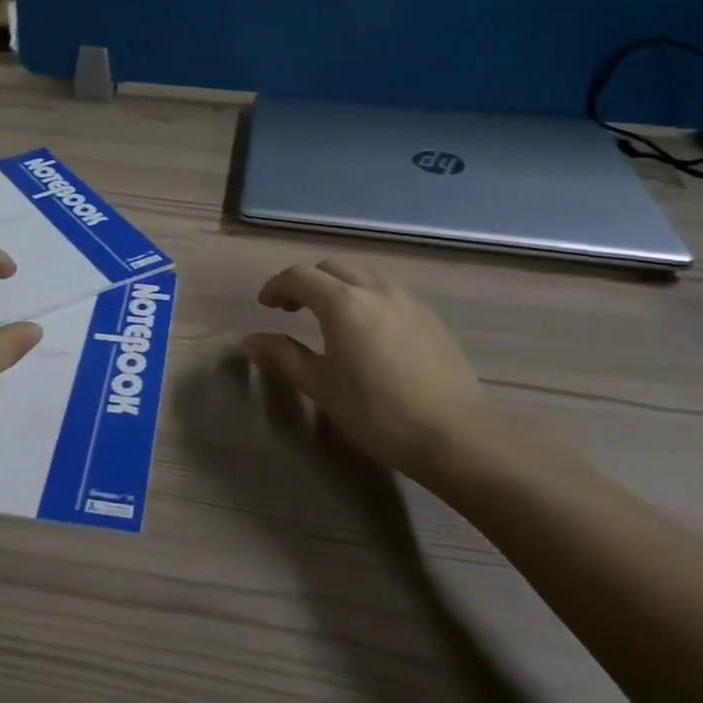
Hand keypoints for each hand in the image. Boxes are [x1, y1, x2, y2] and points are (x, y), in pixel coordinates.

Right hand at [240, 259, 498, 484]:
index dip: (277, 286)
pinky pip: (388, 293)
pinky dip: (366, 299)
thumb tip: (249, 341)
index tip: (265, 306)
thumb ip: (284, 356)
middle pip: (332, 268)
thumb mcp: (321, 386)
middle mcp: (374, 289)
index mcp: (342, 301)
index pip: (299, 276)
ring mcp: (407, 301)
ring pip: (363, 277)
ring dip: (339, 287)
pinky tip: (369, 332)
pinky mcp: (430, 318)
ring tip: (330, 319)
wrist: (454, 434)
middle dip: (307, 282)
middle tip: (293, 310)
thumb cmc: (376, 411)